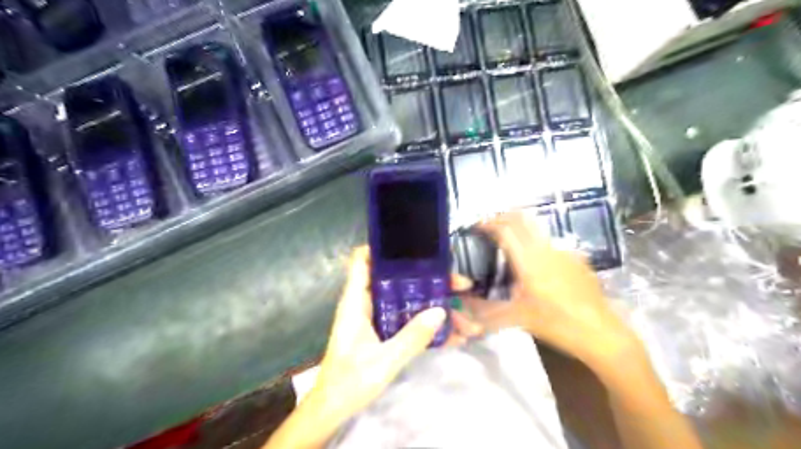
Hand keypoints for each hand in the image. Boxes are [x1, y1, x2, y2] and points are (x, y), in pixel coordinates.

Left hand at [313, 247, 476, 425]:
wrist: (334, 410)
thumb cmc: (349, 382)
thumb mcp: (383, 361)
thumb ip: (411, 337)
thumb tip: (440, 311)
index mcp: (357, 302)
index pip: (362, 261)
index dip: (382, 248)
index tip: (414, 246)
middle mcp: (368, 304)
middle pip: (400, 281)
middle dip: (431, 282)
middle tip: (462, 286)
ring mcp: (378, 319)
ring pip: (411, 303)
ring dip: (438, 309)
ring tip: (469, 322)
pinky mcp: (386, 334)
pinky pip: (411, 322)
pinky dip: (431, 328)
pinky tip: (456, 338)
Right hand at [463, 213, 639, 369]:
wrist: (601, 333)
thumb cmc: (557, 324)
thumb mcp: (517, 319)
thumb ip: (487, 311)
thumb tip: (463, 306)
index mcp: (529, 260)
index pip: (505, 229)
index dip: (488, 223)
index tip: (475, 227)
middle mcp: (545, 249)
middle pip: (521, 219)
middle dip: (502, 217)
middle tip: (488, 226)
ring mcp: (563, 251)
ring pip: (536, 227)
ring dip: (518, 226)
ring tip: (506, 239)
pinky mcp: (575, 258)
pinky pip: (549, 241)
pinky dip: (533, 240)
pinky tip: (533, 260)